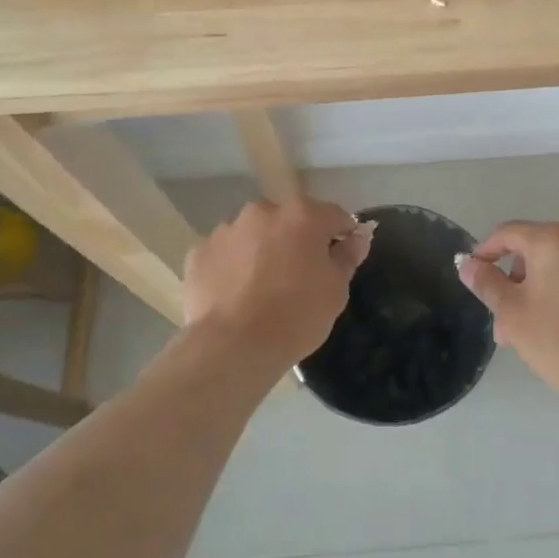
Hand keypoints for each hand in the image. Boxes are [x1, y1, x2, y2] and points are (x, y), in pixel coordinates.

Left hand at [182, 198, 372, 371]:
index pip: (334, 215)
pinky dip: (232, 266)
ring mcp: (227, 229)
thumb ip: (348, 255)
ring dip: (262, 250)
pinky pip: (224, 253)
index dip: (342, 235)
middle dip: (297, 240)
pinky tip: (235, 295)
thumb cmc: (296, 316)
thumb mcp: (336, 289)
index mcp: (303, 215)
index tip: (341, 258)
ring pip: (254, 234)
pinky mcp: (199, 252)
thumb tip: (358, 235)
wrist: (234, 346)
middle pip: (289, 220)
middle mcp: (263, 211)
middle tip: (299, 275)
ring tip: (261, 288)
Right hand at [456, 221, 558, 402]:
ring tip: (536, 331)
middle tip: (506, 321)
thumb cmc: (558, 340)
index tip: (475, 274)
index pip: (509, 233)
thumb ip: (487, 282)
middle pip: (539, 252)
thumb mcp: (512, 313)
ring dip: (546, 290)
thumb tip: (468, 264)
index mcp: (554, 240)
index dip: (487, 251)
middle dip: (518, 282)